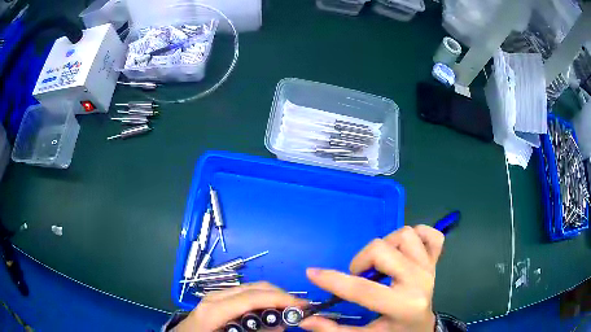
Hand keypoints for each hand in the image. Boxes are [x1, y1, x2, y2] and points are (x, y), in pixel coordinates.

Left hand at [173, 282, 304, 331]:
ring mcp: (215, 296)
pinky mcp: (217, 300)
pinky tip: (268, 312)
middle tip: (298, 309)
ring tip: (286, 311)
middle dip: (280, 295)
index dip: (280, 298)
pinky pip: (244, 295)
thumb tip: (280, 326)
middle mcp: (216, 297)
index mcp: (215, 308)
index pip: (253, 297)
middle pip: (255, 287)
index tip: (302, 306)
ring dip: (272, 297)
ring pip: (251, 289)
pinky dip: (261, 300)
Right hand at [300, 225, 444, 331]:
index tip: (312, 273)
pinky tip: (405, 250)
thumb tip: (306, 320)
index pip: (363, 290)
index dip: (333, 280)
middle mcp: (419, 281)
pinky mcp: (435, 260)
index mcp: (403, 305)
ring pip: (404, 235)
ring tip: (381, 264)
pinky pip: (430, 234)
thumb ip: (335, 330)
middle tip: (358, 275)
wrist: (422, 328)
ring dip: (387, 245)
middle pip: (382, 250)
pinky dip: (418, 235)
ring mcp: (429, 267)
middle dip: (361, 261)